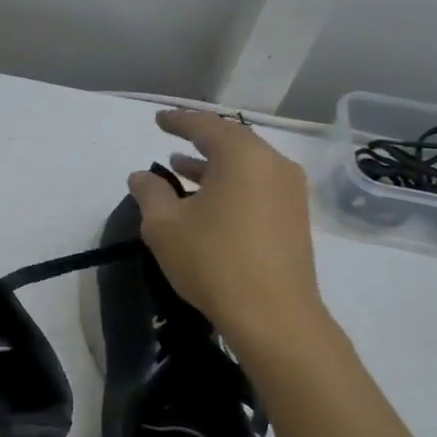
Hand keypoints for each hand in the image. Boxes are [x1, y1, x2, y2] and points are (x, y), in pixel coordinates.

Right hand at [127, 110, 331, 364]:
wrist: (273, 316)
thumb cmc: (213, 261)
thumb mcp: (164, 225)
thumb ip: (150, 192)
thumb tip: (141, 176)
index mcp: (243, 156)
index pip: (206, 126)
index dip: (178, 121)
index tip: (157, 120)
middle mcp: (273, 165)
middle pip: (232, 140)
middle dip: (199, 139)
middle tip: (171, 138)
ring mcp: (290, 192)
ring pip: (246, 165)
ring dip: (213, 164)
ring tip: (180, 168)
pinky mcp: (294, 218)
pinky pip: (257, 185)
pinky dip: (230, 183)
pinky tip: (208, 200)